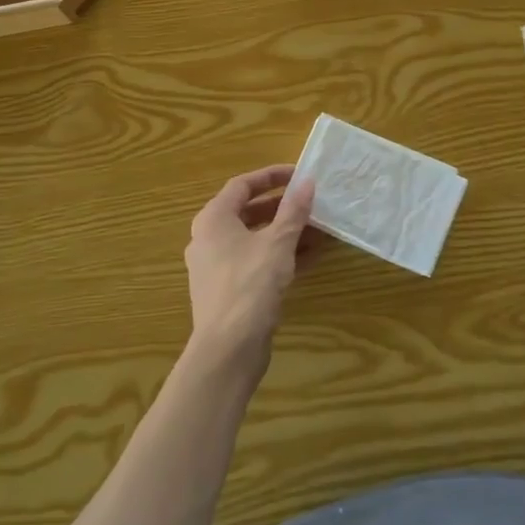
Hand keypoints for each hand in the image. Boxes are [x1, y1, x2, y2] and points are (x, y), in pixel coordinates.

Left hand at [184, 165, 321, 373]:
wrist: (228, 349)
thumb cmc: (250, 285)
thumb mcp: (278, 243)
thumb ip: (293, 211)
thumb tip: (307, 182)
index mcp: (214, 219)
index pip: (242, 185)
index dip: (271, 176)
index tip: (299, 175)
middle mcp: (208, 238)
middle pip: (247, 212)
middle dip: (281, 207)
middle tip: (310, 202)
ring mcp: (215, 266)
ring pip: (253, 239)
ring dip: (284, 232)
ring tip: (316, 229)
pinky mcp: (227, 290)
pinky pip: (254, 261)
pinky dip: (278, 255)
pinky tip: (308, 258)